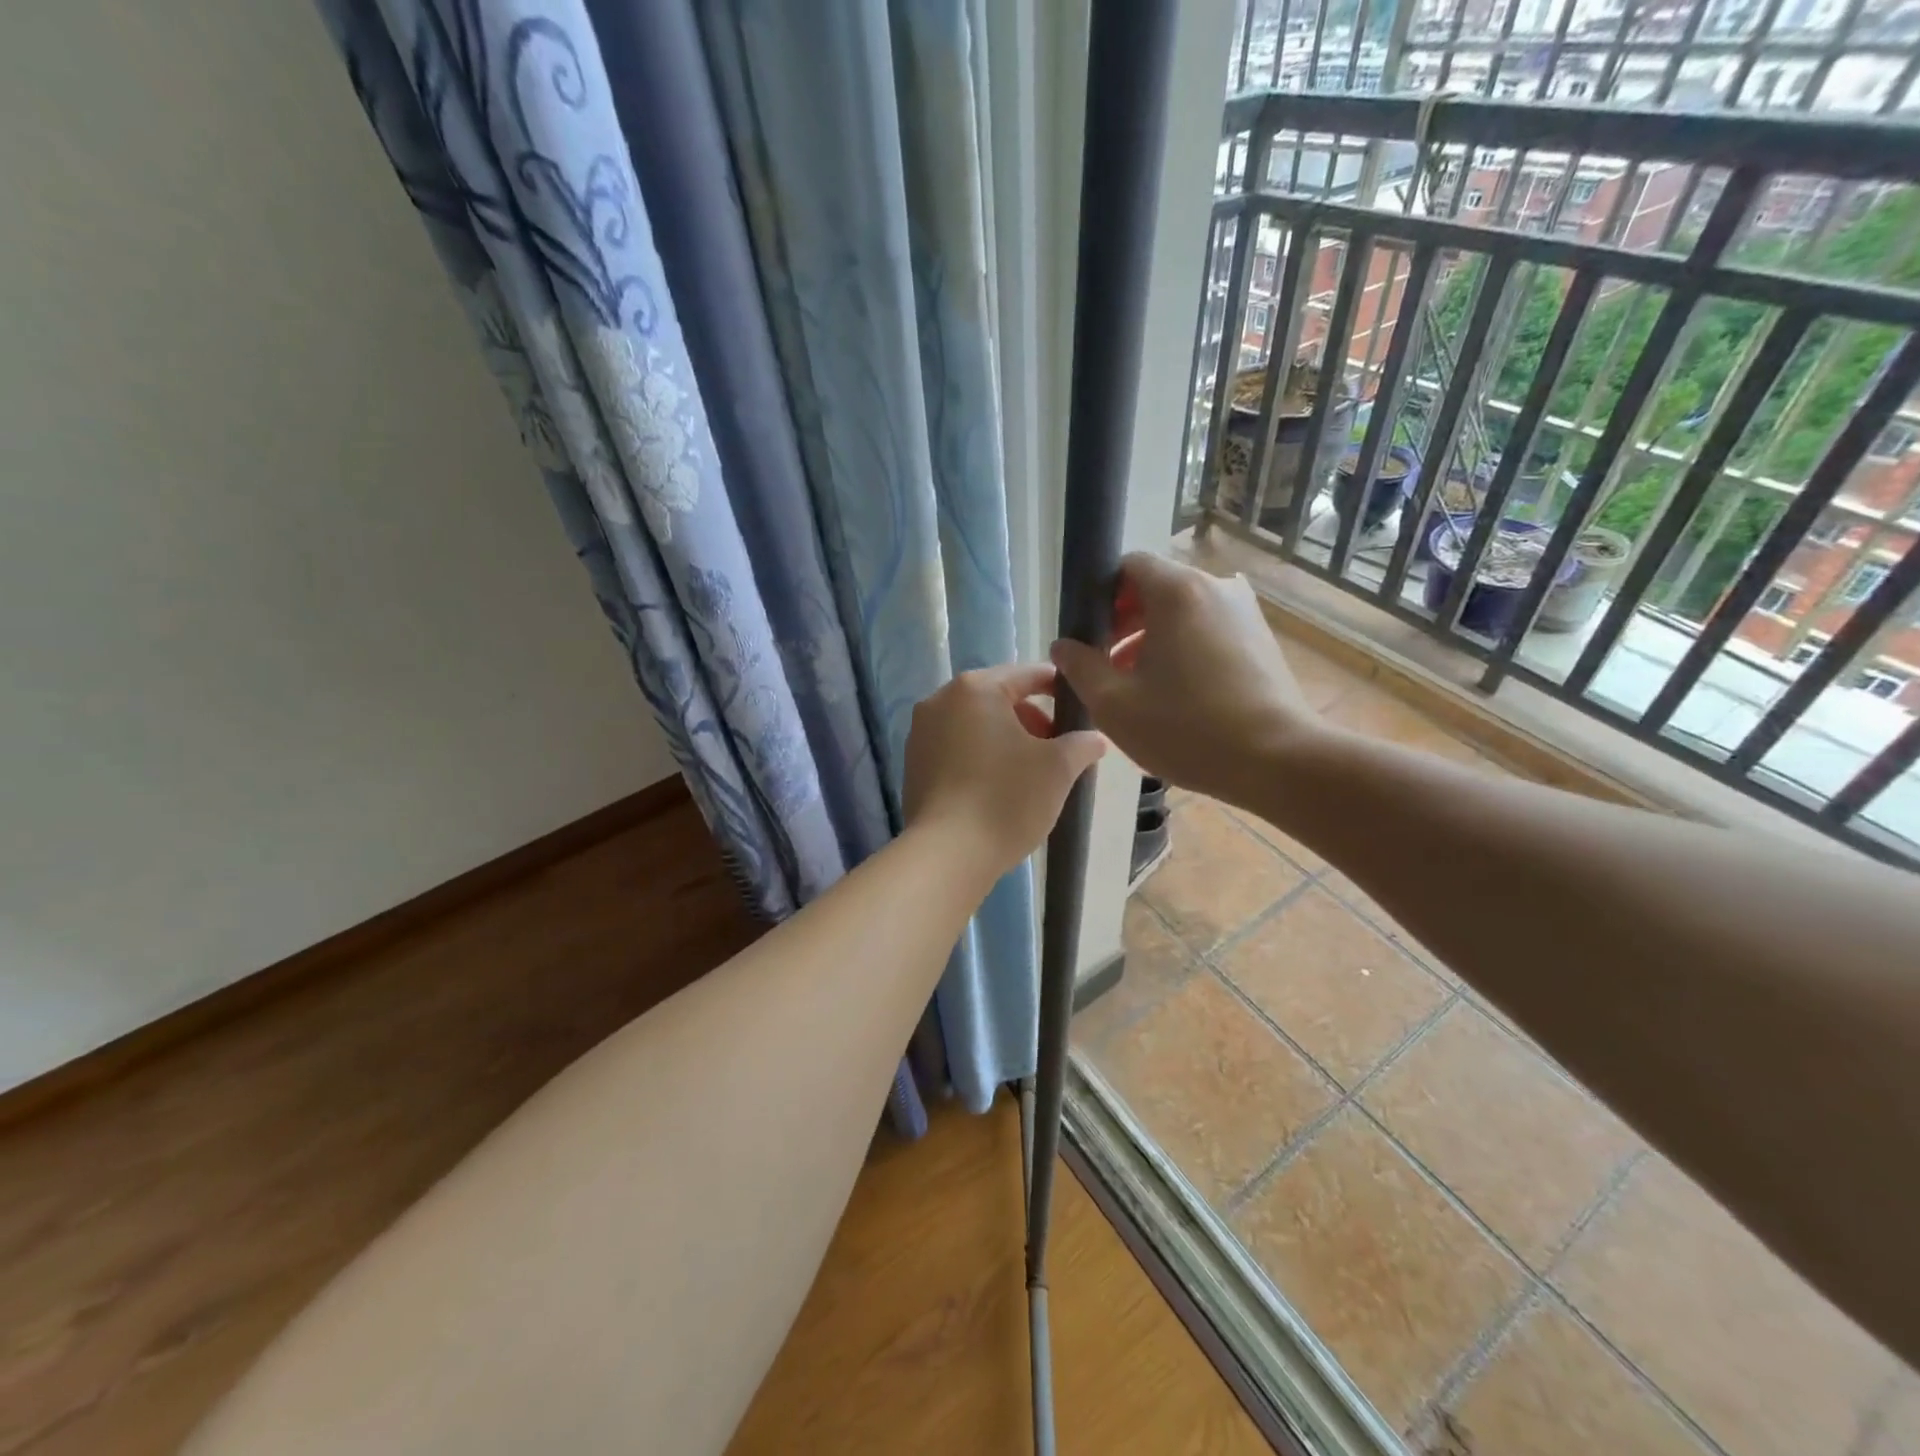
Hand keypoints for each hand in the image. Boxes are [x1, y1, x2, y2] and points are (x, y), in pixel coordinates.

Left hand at [903, 664, 1106, 881]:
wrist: (948, 853)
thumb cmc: (1007, 798)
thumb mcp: (1058, 768)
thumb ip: (1081, 744)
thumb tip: (1093, 739)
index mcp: (975, 689)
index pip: (1028, 674)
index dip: (1059, 689)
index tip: (1080, 711)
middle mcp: (940, 701)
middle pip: (998, 699)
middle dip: (1032, 720)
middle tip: (1058, 752)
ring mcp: (921, 733)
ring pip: (976, 725)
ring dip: (1007, 740)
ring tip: (1031, 773)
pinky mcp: (913, 765)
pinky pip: (956, 749)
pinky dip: (981, 758)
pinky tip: (999, 788)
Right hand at [1050, 553, 1320, 802]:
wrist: (1277, 760)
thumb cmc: (1187, 728)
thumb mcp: (1113, 704)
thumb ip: (1080, 667)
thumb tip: (1064, 646)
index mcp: (1177, 591)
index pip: (1128, 566)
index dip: (1101, 597)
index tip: (1090, 638)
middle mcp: (1216, 587)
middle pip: (1156, 588)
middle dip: (1124, 623)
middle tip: (1107, 668)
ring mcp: (1245, 612)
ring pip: (1183, 612)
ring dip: (1153, 640)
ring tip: (1139, 688)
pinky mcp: (1261, 639)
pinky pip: (1209, 630)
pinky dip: (1185, 650)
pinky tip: (1178, 695)